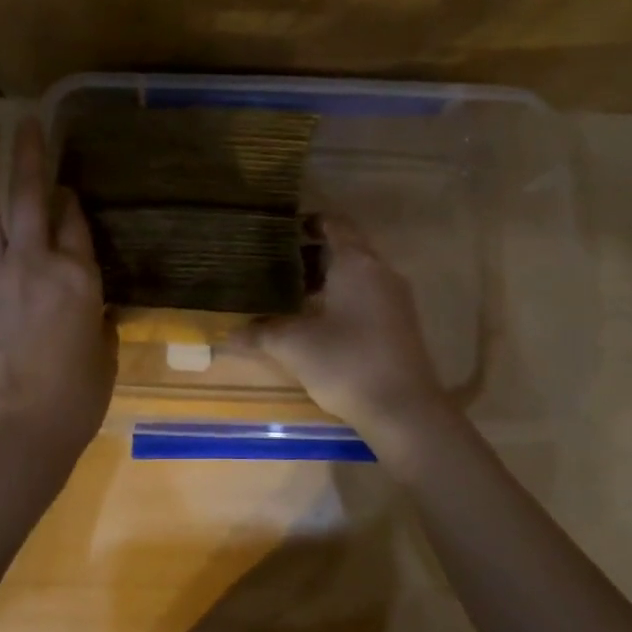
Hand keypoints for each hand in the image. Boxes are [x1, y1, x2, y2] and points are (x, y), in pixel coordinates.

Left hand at [0, 120, 115, 459]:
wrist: (16, 430)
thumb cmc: (74, 401)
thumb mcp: (104, 354)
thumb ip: (97, 318)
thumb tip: (88, 304)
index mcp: (77, 278)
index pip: (74, 222)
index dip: (69, 198)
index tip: (64, 185)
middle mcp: (32, 263)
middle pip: (28, 196)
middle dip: (28, 154)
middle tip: (26, 122)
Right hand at [241, 216, 451, 438]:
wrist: (403, 409)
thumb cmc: (346, 362)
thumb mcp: (294, 346)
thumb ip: (260, 333)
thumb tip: (228, 333)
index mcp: (357, 263)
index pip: (334, 224)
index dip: (308, 222)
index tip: (280, 231)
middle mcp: (380, 271)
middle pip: (346, 248)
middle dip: (312, 254)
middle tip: (275, 264)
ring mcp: (396, 298)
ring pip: (358, 274)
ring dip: (328, 279)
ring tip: (291, 294)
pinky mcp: (400, 324)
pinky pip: (368, 296)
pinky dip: (343, 298)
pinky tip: (319, 321)